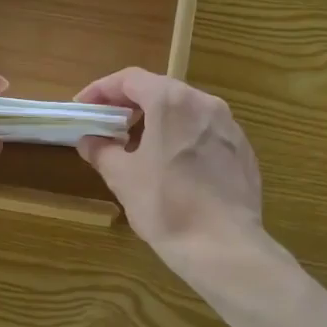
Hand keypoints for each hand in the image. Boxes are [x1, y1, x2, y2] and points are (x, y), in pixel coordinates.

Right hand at [75, 68, 263, 269]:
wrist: (224, 246)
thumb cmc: (166, 206)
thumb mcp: (123, 177)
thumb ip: (102, 151)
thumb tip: (89, 140)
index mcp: (171, 101)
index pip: (130, 79)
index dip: (101, 90)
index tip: (83, 107)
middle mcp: (205, 103)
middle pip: (160, 90)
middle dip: (130, 104)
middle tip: (108, 125)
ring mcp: (229, 126)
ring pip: (186, 110)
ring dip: (158, 120)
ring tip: (138, 146)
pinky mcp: (243, 150)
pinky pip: (205, 132)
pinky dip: (183, 137)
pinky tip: (173, 166)